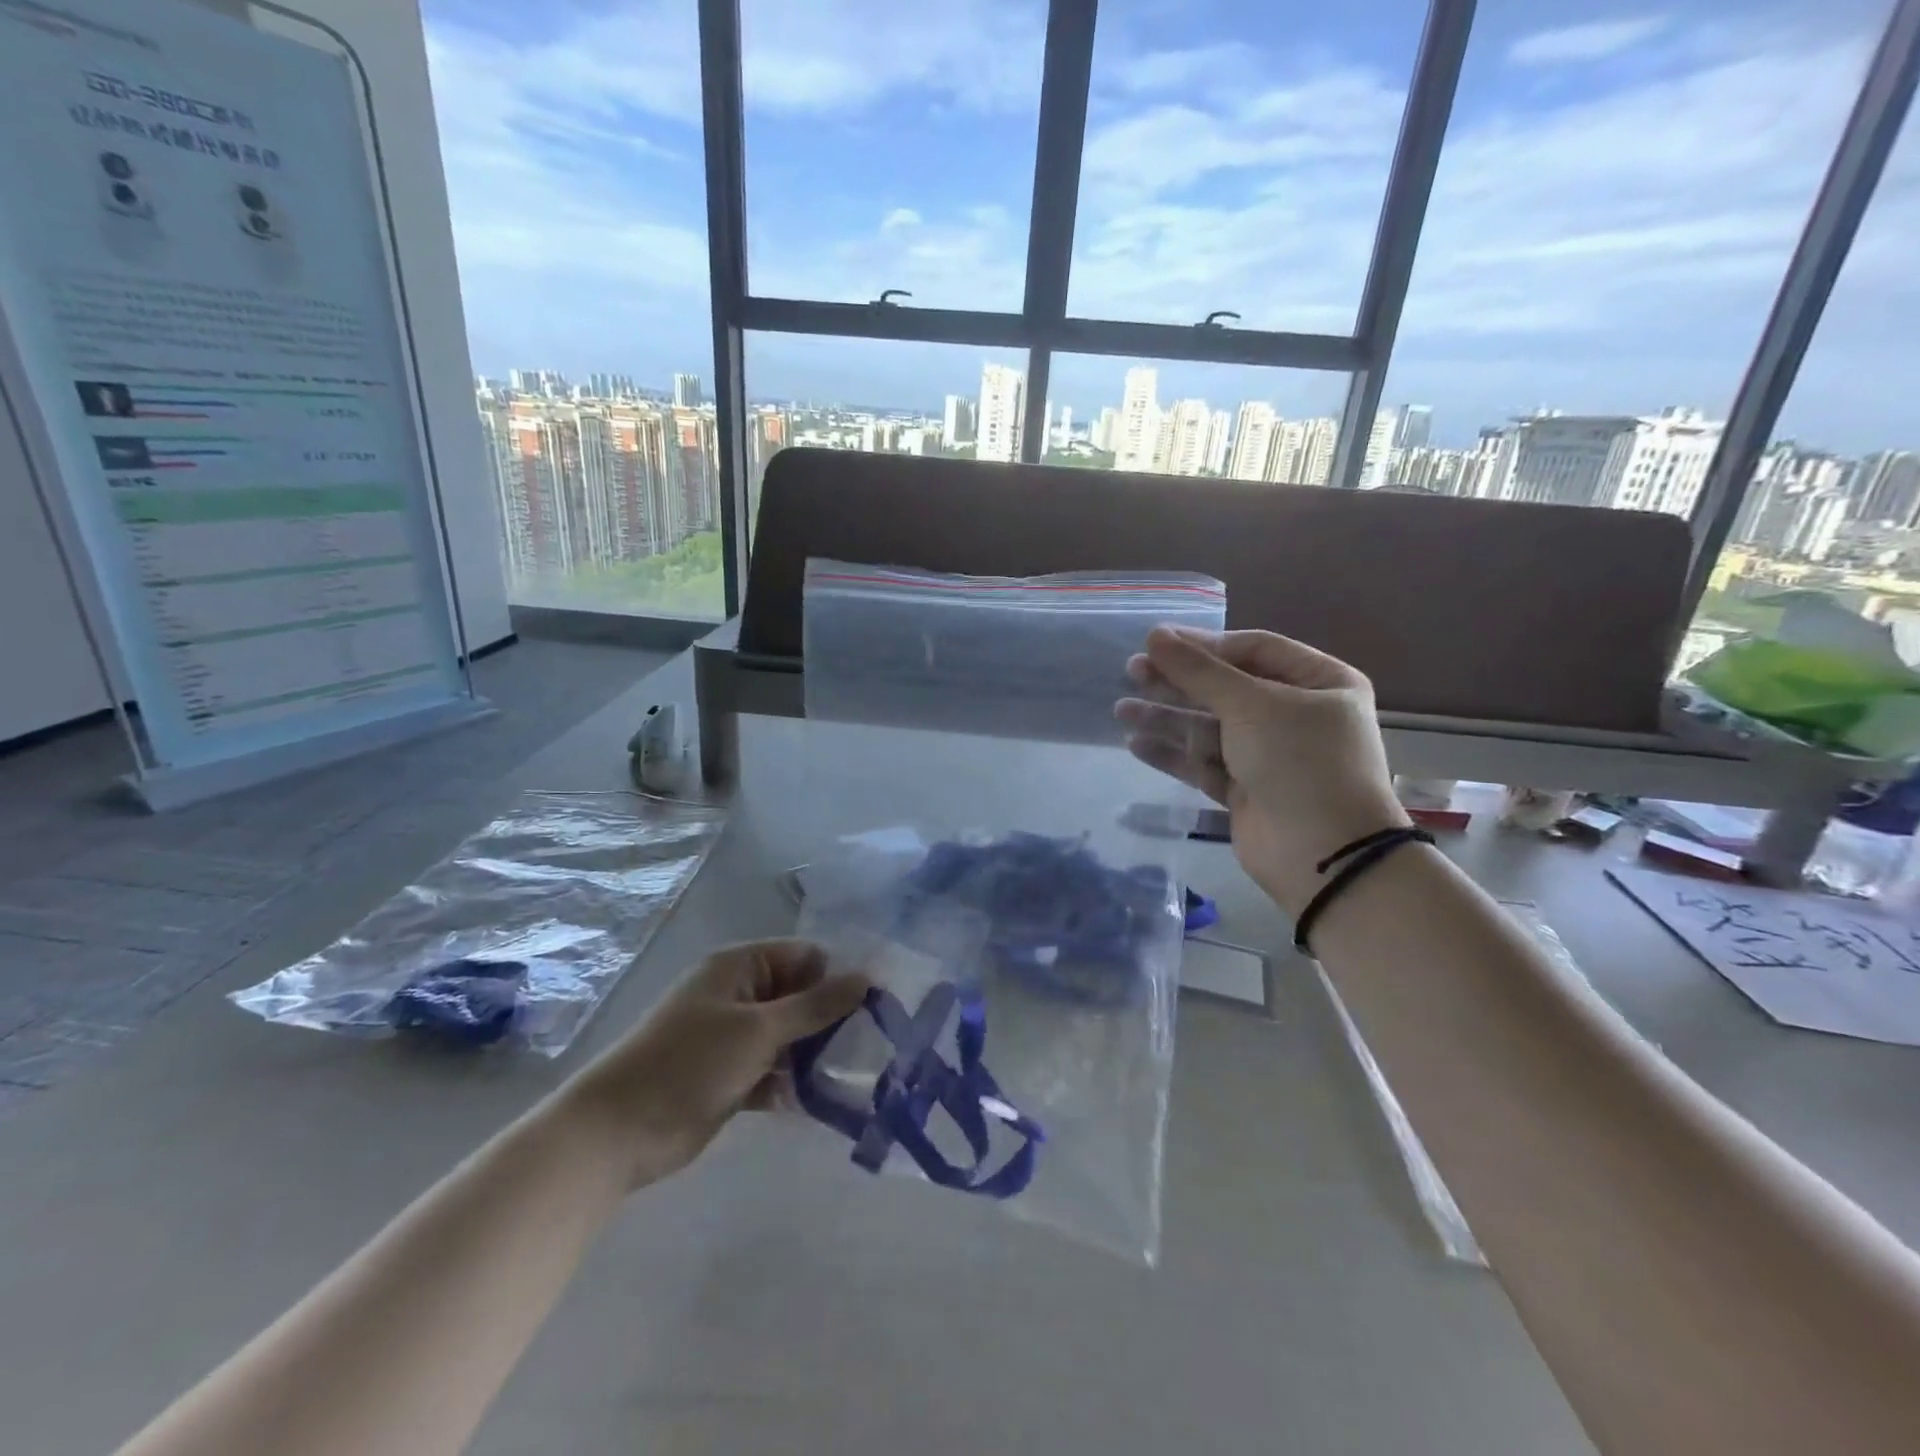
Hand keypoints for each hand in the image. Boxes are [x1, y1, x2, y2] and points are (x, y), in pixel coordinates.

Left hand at [560, 939, 866, 1185]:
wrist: (617, 1132)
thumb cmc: (689, 1063)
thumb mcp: (759, 1030)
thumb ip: (816, 1006)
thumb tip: (868, 977)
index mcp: (741, 967)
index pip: (805, 957)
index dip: (838, 977)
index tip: (874, 1008)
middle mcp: (739, 994)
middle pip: (800, 997)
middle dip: (831, 1020)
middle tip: (870, 1046)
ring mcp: (734, 1037)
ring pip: (789, 1036)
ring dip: (815, 1054)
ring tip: (854, 1075)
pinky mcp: (731, 1075)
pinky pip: (774, 1070)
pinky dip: (793, 1082)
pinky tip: (821, 1101)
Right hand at [1116, 627, 1408, 913]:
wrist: (1322, 856)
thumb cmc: (1299, 762)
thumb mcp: (1251, 705)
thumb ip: (1199, 672)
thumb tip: (1155, 635)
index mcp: (1320, 683)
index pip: (1254, 650)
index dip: (1204, 645)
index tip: (1157, 642)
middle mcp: (1296, 715)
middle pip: (1227, 689)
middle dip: (1179, 681)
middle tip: (1132, 670)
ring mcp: (1270, 756)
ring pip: (1210, 727)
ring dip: (1167, 717)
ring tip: (1121, 709)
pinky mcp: (1246, 791)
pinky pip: (1204, 763)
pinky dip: (1173, 753)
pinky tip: (1136, 743)